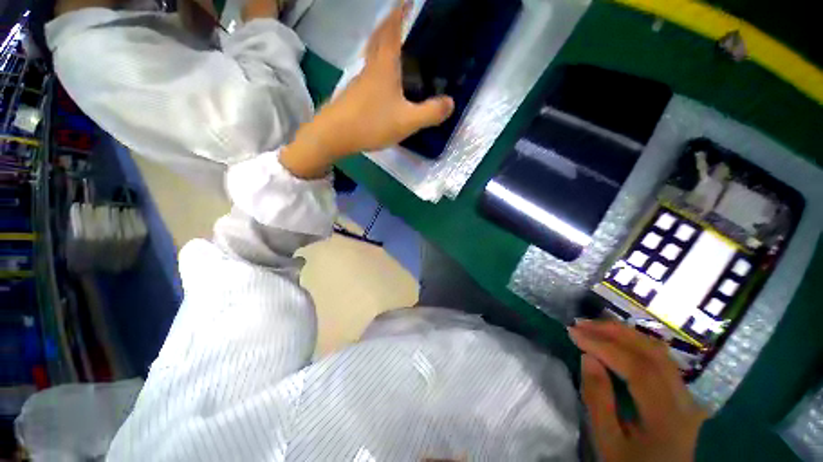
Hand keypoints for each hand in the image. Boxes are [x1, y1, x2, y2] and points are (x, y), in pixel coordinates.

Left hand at [281, 0, 454, 177]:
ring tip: (394, 48)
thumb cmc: (372, 123)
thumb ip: (430, 113)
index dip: (400, 14)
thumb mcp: (407, 121)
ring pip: (371, 56)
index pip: (392, 30)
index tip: (406, 1)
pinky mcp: (353, 95)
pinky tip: (382, 82)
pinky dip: (377, 68)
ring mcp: (359, 82)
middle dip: (388, 24)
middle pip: (378, 38)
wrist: (335, 135)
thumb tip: (451, 103)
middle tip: (398, 18)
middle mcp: (370, 68)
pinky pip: (368, 74)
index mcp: (384, 66)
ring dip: (380, 45)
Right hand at [569, 320, 709, 461]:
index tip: (573, 333)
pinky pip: (661, 359)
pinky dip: (636, 343)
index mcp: (666, 417)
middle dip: (614, 332)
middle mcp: (684, 400)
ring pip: (659, 352)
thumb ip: (598, 400)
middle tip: (582, 324)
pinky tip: (619, 339)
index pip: (637, 368)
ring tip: (595, 327)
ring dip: (625, 334)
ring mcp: (687, 395)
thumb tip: (587, 358)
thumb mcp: (608, 442)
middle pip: (653, 353)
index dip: (603, 346)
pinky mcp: (682, 394)